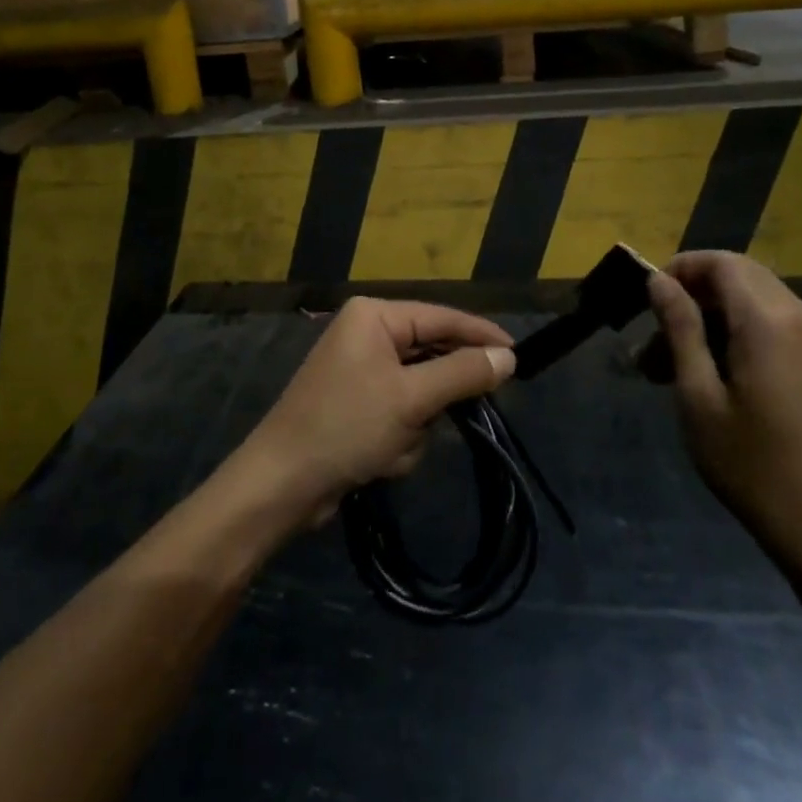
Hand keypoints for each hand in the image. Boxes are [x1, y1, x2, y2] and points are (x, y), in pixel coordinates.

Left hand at [237, 299, 515, 528]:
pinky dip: (399, 437)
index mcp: (374, 316)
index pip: (442, 317)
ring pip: (419, 390)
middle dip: (436, 397)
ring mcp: (359, 369)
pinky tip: (380, 459)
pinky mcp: (356, 403)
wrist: (282, 484)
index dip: (481, 336)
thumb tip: (507, 357)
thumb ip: (463, 373)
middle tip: (454, 415)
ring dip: (416, 425)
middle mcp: (366, 333)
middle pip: (430, 355)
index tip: (519, 356)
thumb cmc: (346, 427)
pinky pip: (400, 411)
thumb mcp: (412, 399)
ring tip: (393, 446)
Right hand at [648, 251, 801, 582]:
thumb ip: (680, 328)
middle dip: (692, 295)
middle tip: (655, 338)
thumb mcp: (699, 395)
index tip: (647, 301)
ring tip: (669, 365)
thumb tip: (658, 281)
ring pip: (753, 300)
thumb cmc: (751, 463)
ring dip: (710, 318)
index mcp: (768, 320)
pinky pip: (773, 324)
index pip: (721, 262)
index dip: (680, 269)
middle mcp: (799, 316)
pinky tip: (709, 375)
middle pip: (739, 275)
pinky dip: (736, 333)